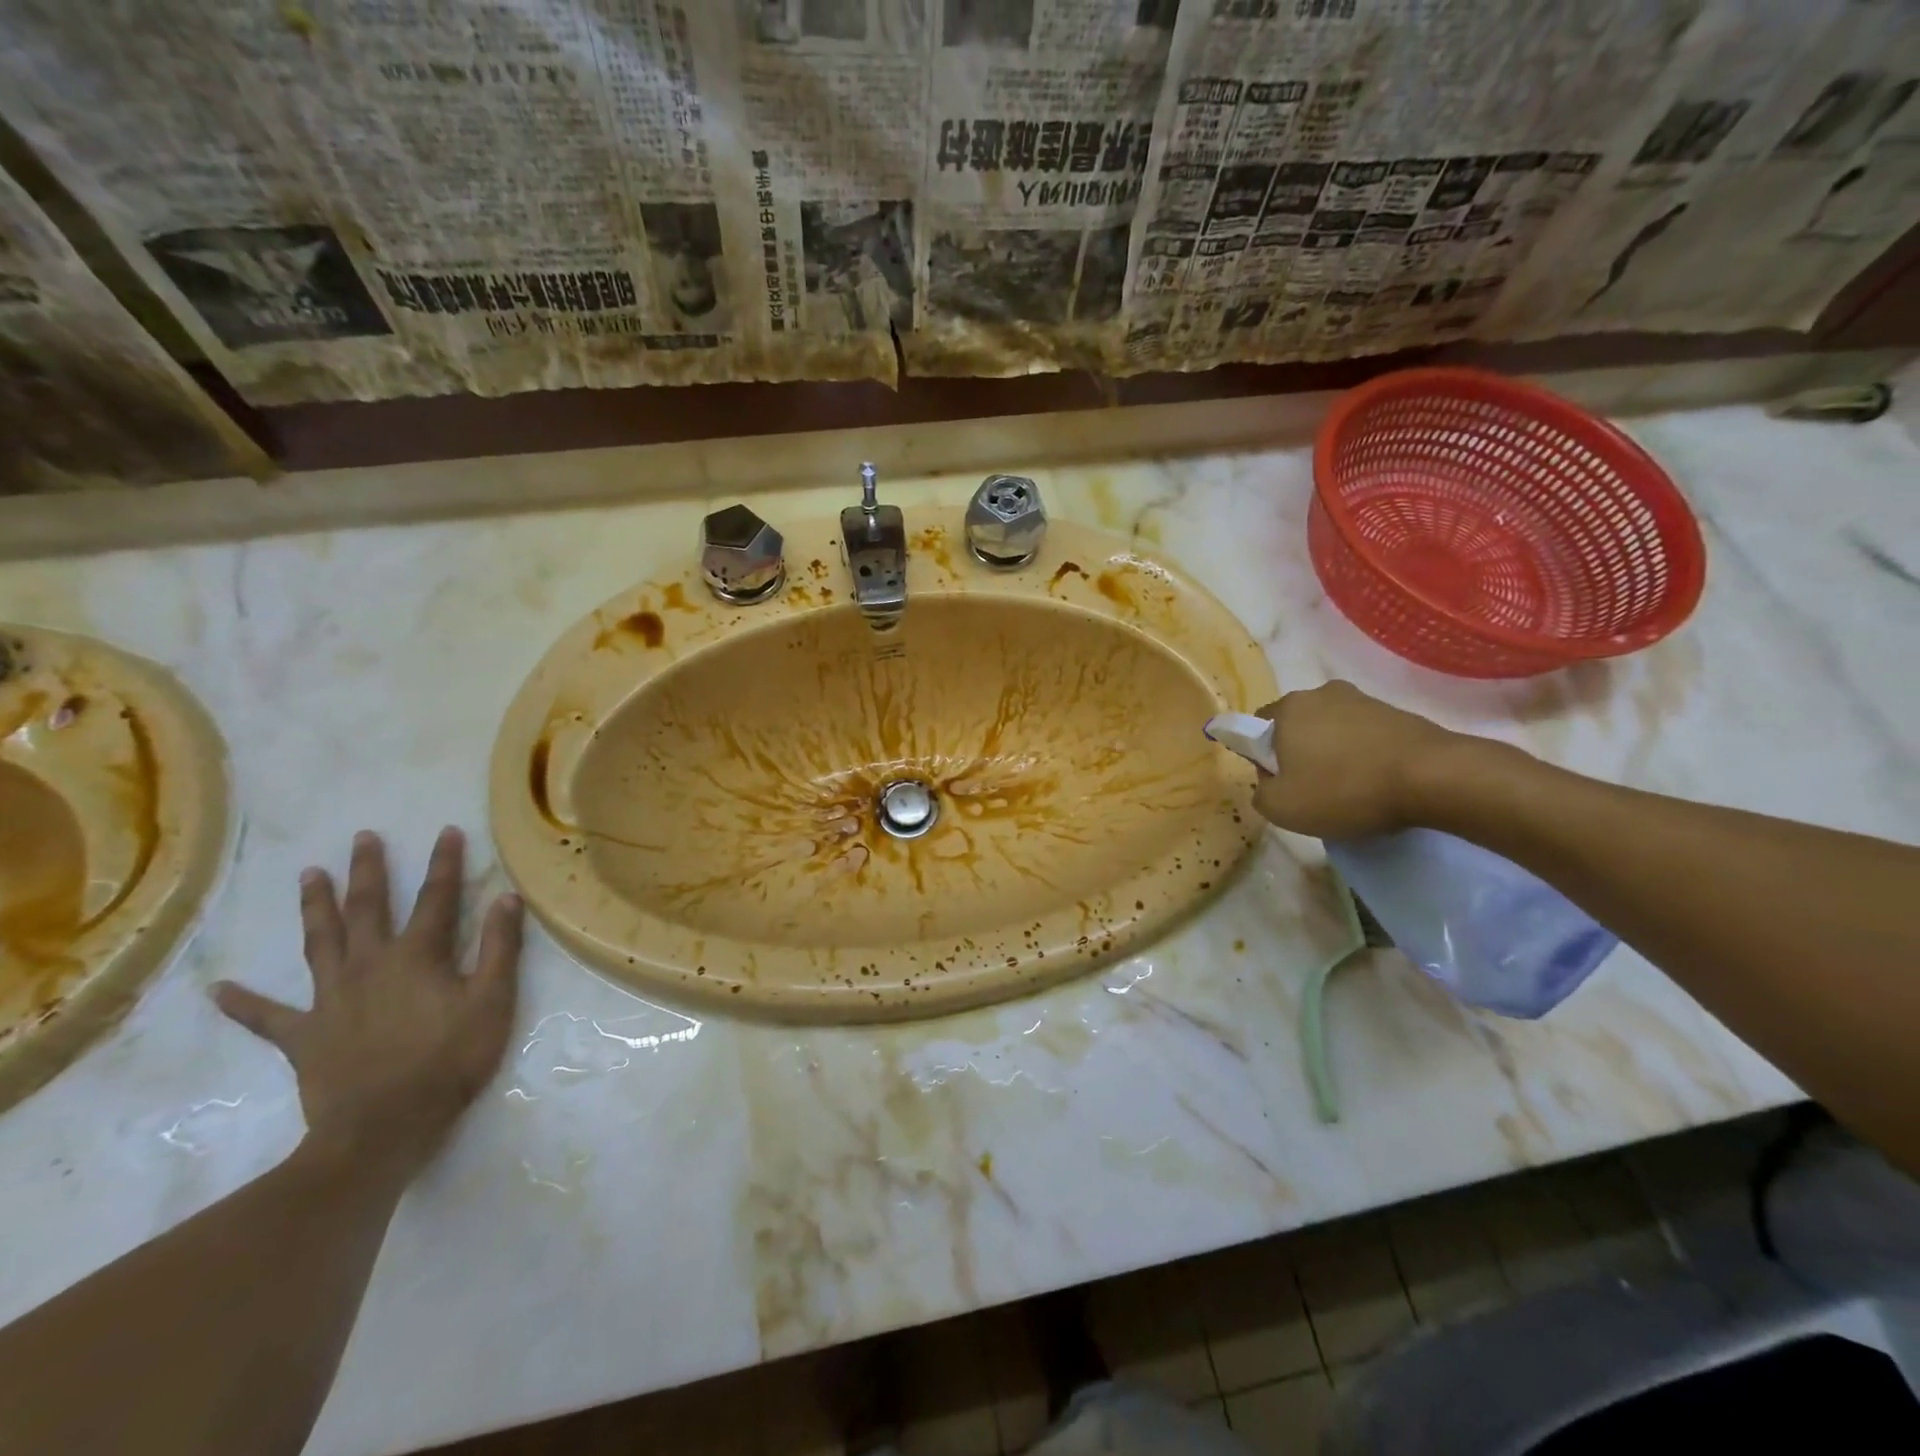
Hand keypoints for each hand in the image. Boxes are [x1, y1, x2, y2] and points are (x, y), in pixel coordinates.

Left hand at [213, 828, 524, 1180]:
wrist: (384, 1127)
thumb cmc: (450, 1059)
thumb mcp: (493, 1000)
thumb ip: (499, 948)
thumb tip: (504, 898)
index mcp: (417, 956)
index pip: (436, 898)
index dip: (444, 864)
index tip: (447, 831)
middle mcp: (369, 965)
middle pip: (368, 909)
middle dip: (368, 871)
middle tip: (362, 838)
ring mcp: (330, 999)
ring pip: (320, 943)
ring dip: (315, 908)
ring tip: (308, 875)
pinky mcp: (304, 1036)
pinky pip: (268, 1017)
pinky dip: (243, 1002)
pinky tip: (218, 989)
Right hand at [1251, 681, 1477, 838]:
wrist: (1434, 778)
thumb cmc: (1344, 790)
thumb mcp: (1281, 808)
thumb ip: (1260, 792)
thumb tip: (1269, 780)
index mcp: (1287, 708)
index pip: (1257, 727)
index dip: (1263, 758)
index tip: (1280, 783)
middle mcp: (1321, 694)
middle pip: (1297, 727)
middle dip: (1300, 753)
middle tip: (1313, 789)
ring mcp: (1363, 700)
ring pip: (1332, 730)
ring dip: (1334, 754)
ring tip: (1352, 790)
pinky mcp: (1397, 713)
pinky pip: (1366, 736)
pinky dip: (1365, 756)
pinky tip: (1378, 782)